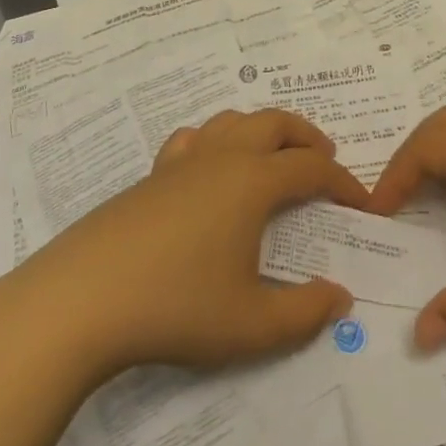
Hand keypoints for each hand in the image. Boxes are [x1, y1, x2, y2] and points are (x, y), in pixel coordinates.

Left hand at [10, 110, 366, 378]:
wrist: (83, 299)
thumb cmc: (177, 307)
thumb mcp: (252, 324)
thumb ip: (305, 312)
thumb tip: (341, 296)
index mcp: (252, 182)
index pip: (311, 168)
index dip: (343, 182)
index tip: (361, 203)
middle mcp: (221, 158)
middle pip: (274, 123)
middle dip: (306, 136)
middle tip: (324, 159)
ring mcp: (180, 162)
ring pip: (232, 120)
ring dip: (263, 129)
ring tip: (274, 155)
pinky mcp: (150, 176)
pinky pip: (192, 138)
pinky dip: (216, 139)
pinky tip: (211, 166)